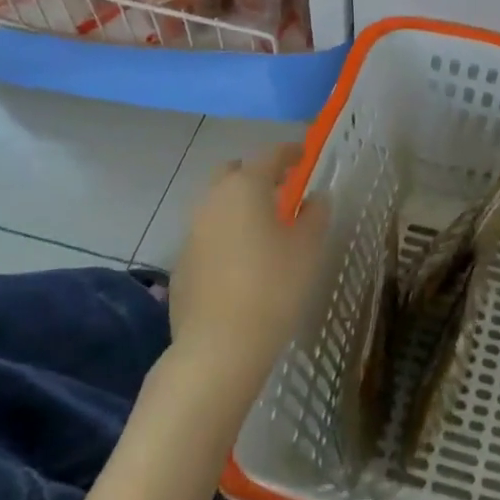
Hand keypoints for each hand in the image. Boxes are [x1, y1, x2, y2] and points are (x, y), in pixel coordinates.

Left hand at [168, 145, 331, 397]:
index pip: (269, 156)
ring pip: (216, 203)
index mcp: (245, 188)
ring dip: (238, 204)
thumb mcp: (307, 248)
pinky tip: (242, 259)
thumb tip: (316, 198)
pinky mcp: (182, 263)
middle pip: (233, 173)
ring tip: (264, 224)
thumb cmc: (273, 288)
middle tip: (281, 188)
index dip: (289, 152)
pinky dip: (225, 233)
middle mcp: (212, 201)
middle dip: (256, 174)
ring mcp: (192, 232)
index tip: (304, 154)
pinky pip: (207, 234)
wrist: (218, 347)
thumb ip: (314, 215)